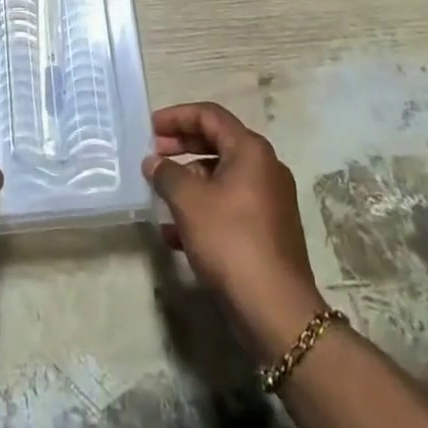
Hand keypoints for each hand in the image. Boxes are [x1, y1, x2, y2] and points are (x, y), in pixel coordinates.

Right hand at [144, 102, 327, 362]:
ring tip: (160, 196)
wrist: (278, 312)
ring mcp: (270, 200)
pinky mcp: (268, 230)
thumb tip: (154, 162)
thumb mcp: (189, 203)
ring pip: (222, 177)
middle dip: (181, 147)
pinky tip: (175, 234)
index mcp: (250, 150)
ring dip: (189, 182)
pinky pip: (230, 206)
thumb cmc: (231, 242)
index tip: (150, 128)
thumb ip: (167, 174)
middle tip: (153, 156)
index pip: (209, 115)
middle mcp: (265, 167)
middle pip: (217, 143)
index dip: (177, 116)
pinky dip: (203, 209)